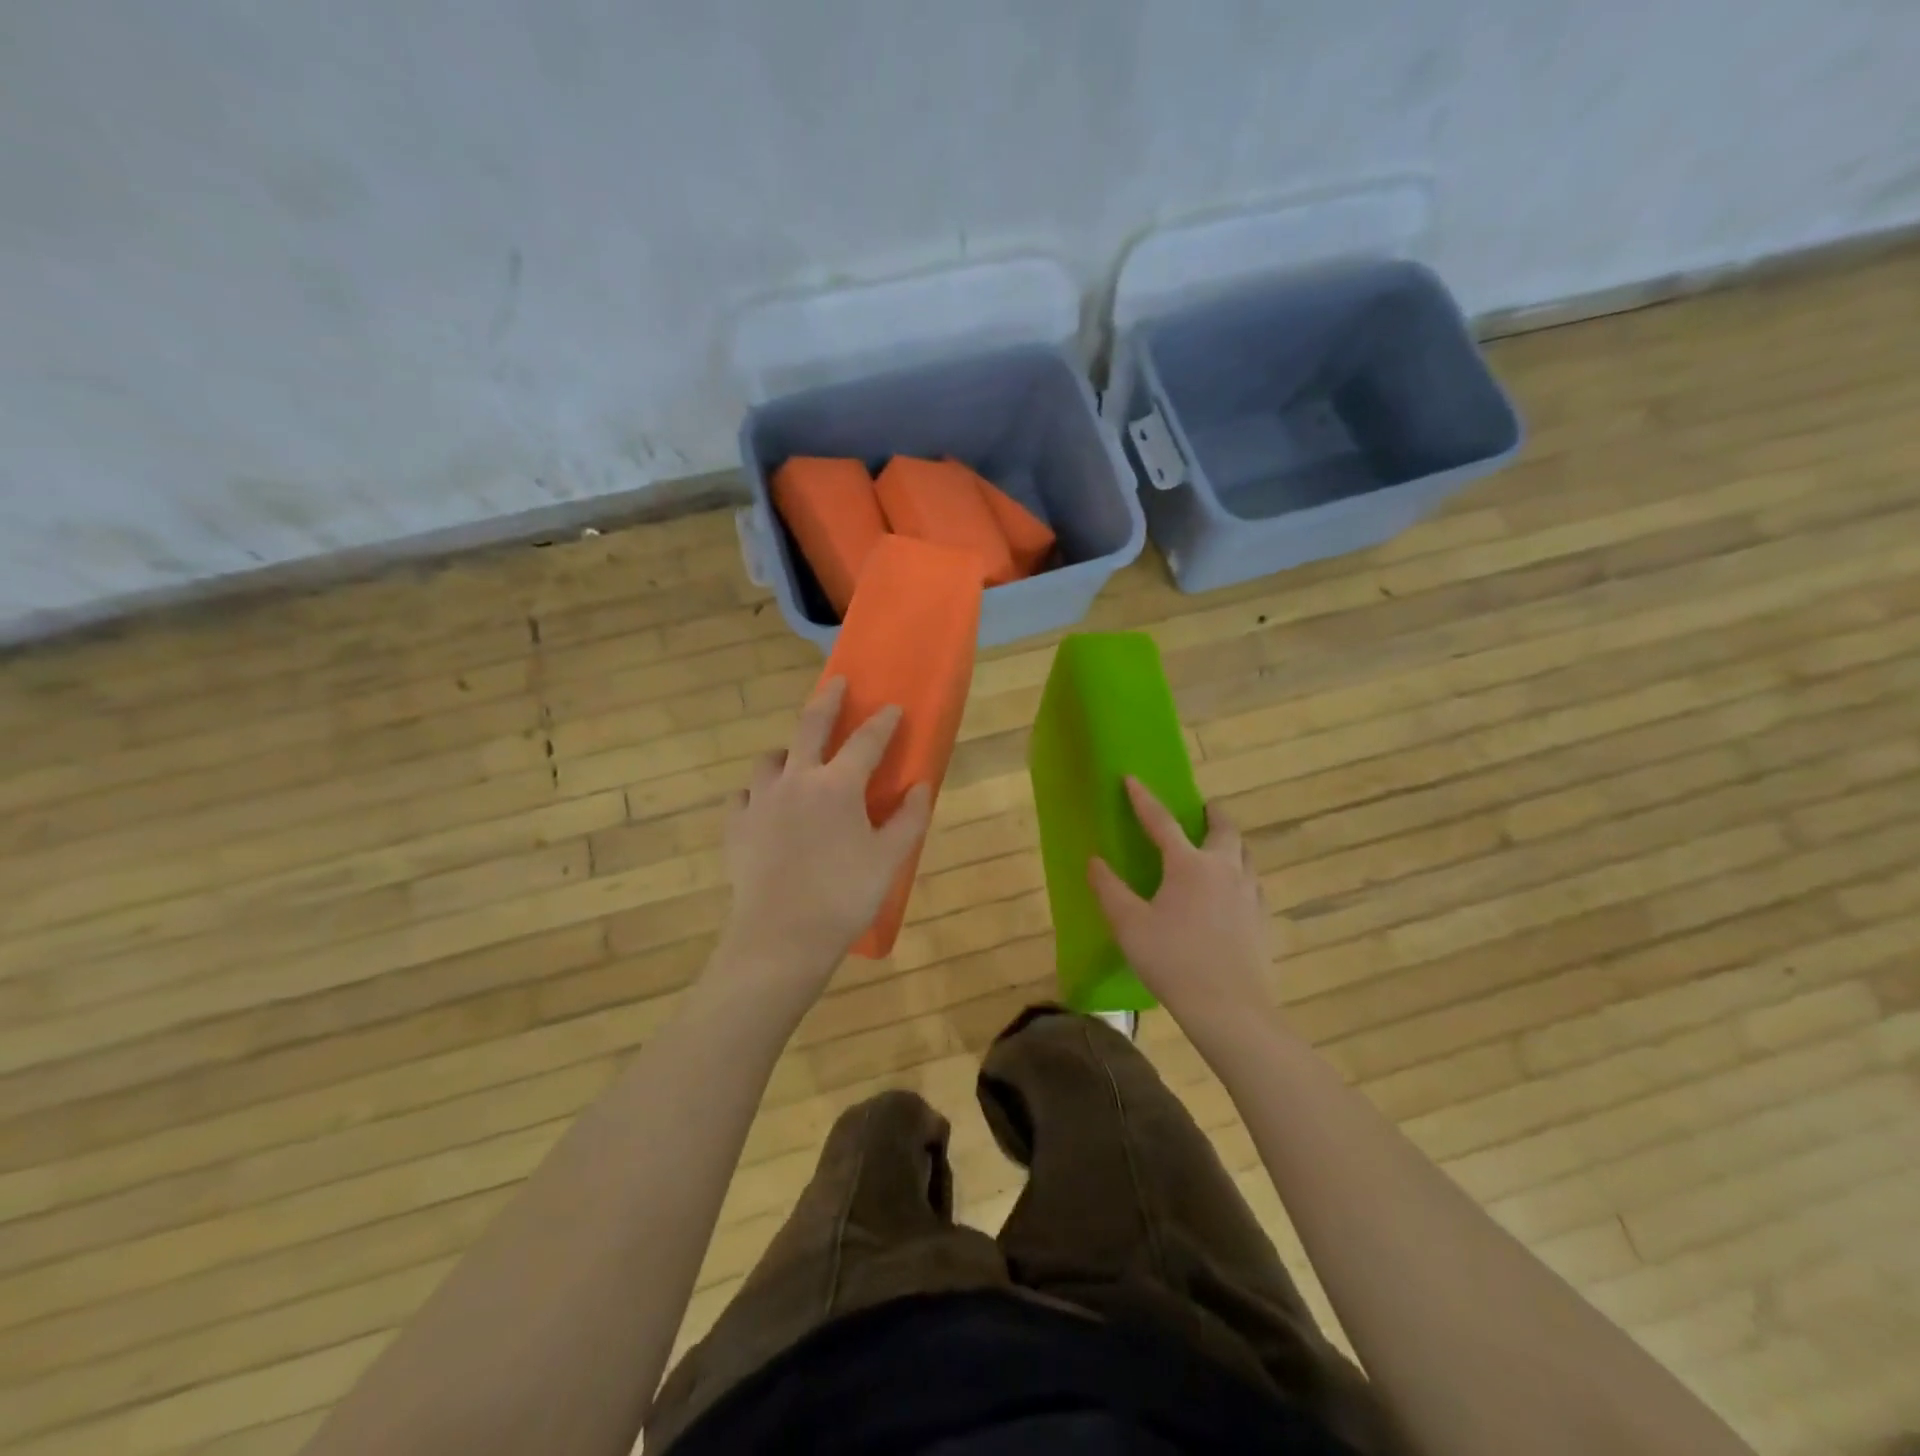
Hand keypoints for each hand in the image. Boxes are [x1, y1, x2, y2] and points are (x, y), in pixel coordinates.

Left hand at [713, 677, 931, 1006]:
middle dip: (827, 700)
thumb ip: (910, 818)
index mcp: (838, 785)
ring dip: (787, 751)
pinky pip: (745, 795)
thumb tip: (921, 786)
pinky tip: (765, 806)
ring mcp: (760, 801)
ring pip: (770, 759)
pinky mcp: (736, 826)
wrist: (781, 937)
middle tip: (836, 683)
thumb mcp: (890, 859)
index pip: (866, 741)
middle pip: (810, 726)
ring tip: (795, 759)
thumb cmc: (844, 896)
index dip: (883, 722)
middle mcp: (796, 780)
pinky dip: (758, 792)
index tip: (893, 708)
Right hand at [1088, 777, 1273, 1032]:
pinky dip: (1241, 875)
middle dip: (1210, 813)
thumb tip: (1094, 861)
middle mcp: (1225, 870)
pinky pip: (1253, 884)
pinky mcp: (1263, 920)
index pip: (1162, 821)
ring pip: (1245, 855)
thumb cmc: (1173, 961)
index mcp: (1189, 865)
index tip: (1133, 778)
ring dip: (1230, 843)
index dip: (1144, 799)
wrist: (1230, 1009)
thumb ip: (1109, 889)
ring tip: (1217, 849)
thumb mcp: (1129, 925)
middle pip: (1223, 829)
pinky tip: (1232, 894)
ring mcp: (1250, 895)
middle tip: (1201, 809)